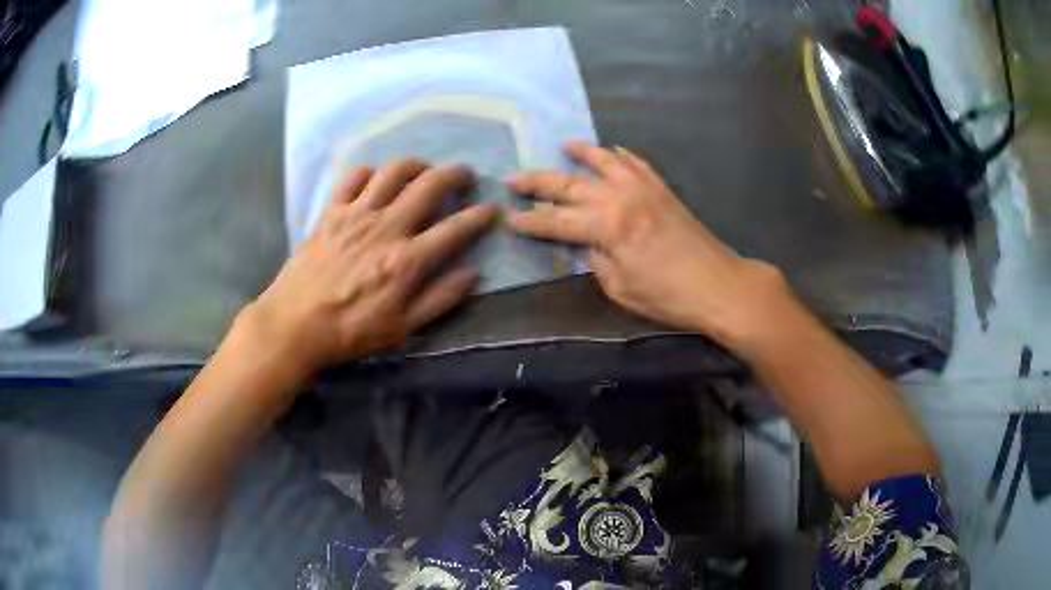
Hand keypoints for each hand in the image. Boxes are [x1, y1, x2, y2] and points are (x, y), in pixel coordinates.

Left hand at [239, 160, 496, 378]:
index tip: (491, 210)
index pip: (455, 228)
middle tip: (466, 176)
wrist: (295, 325)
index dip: (480, 216)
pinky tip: (376, 182)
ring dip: (417, 164)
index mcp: (407, 260)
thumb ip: (440, 299)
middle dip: (456, 174)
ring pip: (394, 170)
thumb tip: (473, 273)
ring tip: (425, 171)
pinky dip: (371, 172)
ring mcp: (356, 214)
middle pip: (429, 185)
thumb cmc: (350, 332)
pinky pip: (354, 176)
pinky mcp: (331, 211)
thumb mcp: (402, 328)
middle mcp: (386, 227)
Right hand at [508, 142, 790, 350]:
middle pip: (570, 185)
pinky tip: (613, 151)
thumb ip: (595, 260)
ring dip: (581, 152)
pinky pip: (637, 163)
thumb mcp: (619, 287)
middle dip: (537, 182)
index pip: (555, 221)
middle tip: (513, 177)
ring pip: (604, 161)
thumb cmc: (667, 295)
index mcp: (606, 227)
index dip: (530, 222)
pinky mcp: (662, 189)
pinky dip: (621, 155)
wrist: (718, 284)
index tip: (508, 218)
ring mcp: (643, 188)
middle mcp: (620, 198)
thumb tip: (585, 243)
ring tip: (563, 145)